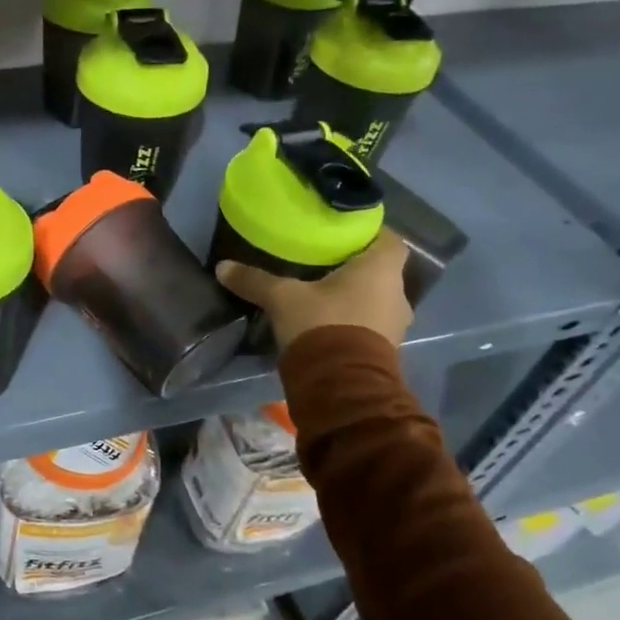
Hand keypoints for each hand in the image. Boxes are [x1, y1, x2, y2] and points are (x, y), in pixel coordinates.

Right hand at [216, 230, 412, 352]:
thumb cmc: (322, 325)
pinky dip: (352, 321)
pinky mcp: (385, 351)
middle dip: (355, 267)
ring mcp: (395, 325)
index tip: (343, 234)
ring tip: (320, 294)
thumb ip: (255, 280)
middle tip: (323, 262)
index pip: (389, 239)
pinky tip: (325, 323)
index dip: (369, 233)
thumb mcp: (282, 298)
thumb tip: (222, 266)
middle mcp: (398, 293)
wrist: (342, 386)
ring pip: (375, 299)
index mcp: (381, 270)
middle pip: (380, 271)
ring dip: (354, 297)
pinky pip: (370, 325)